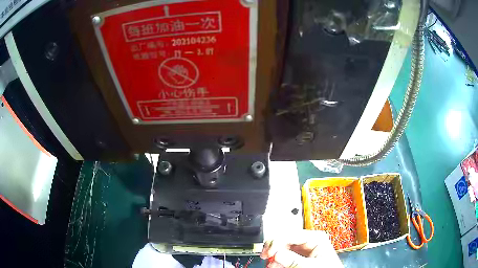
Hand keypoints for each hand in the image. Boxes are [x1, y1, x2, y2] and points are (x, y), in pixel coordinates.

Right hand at [260, 230, 342, 267]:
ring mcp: (302, 248)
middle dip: (273, 248)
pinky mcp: (298, 255)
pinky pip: (284, 255)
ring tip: (270, 264)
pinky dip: (277, 260)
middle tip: (265, 256)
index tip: (268, 253)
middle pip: (285, 239)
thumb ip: (295, 260)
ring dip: (273, 255)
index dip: (276, 242)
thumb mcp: (312, 265)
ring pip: (282, 247)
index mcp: (315, 237)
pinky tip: (274, 265)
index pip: (291, 234)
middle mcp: (308, 240)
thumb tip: (277, 253)